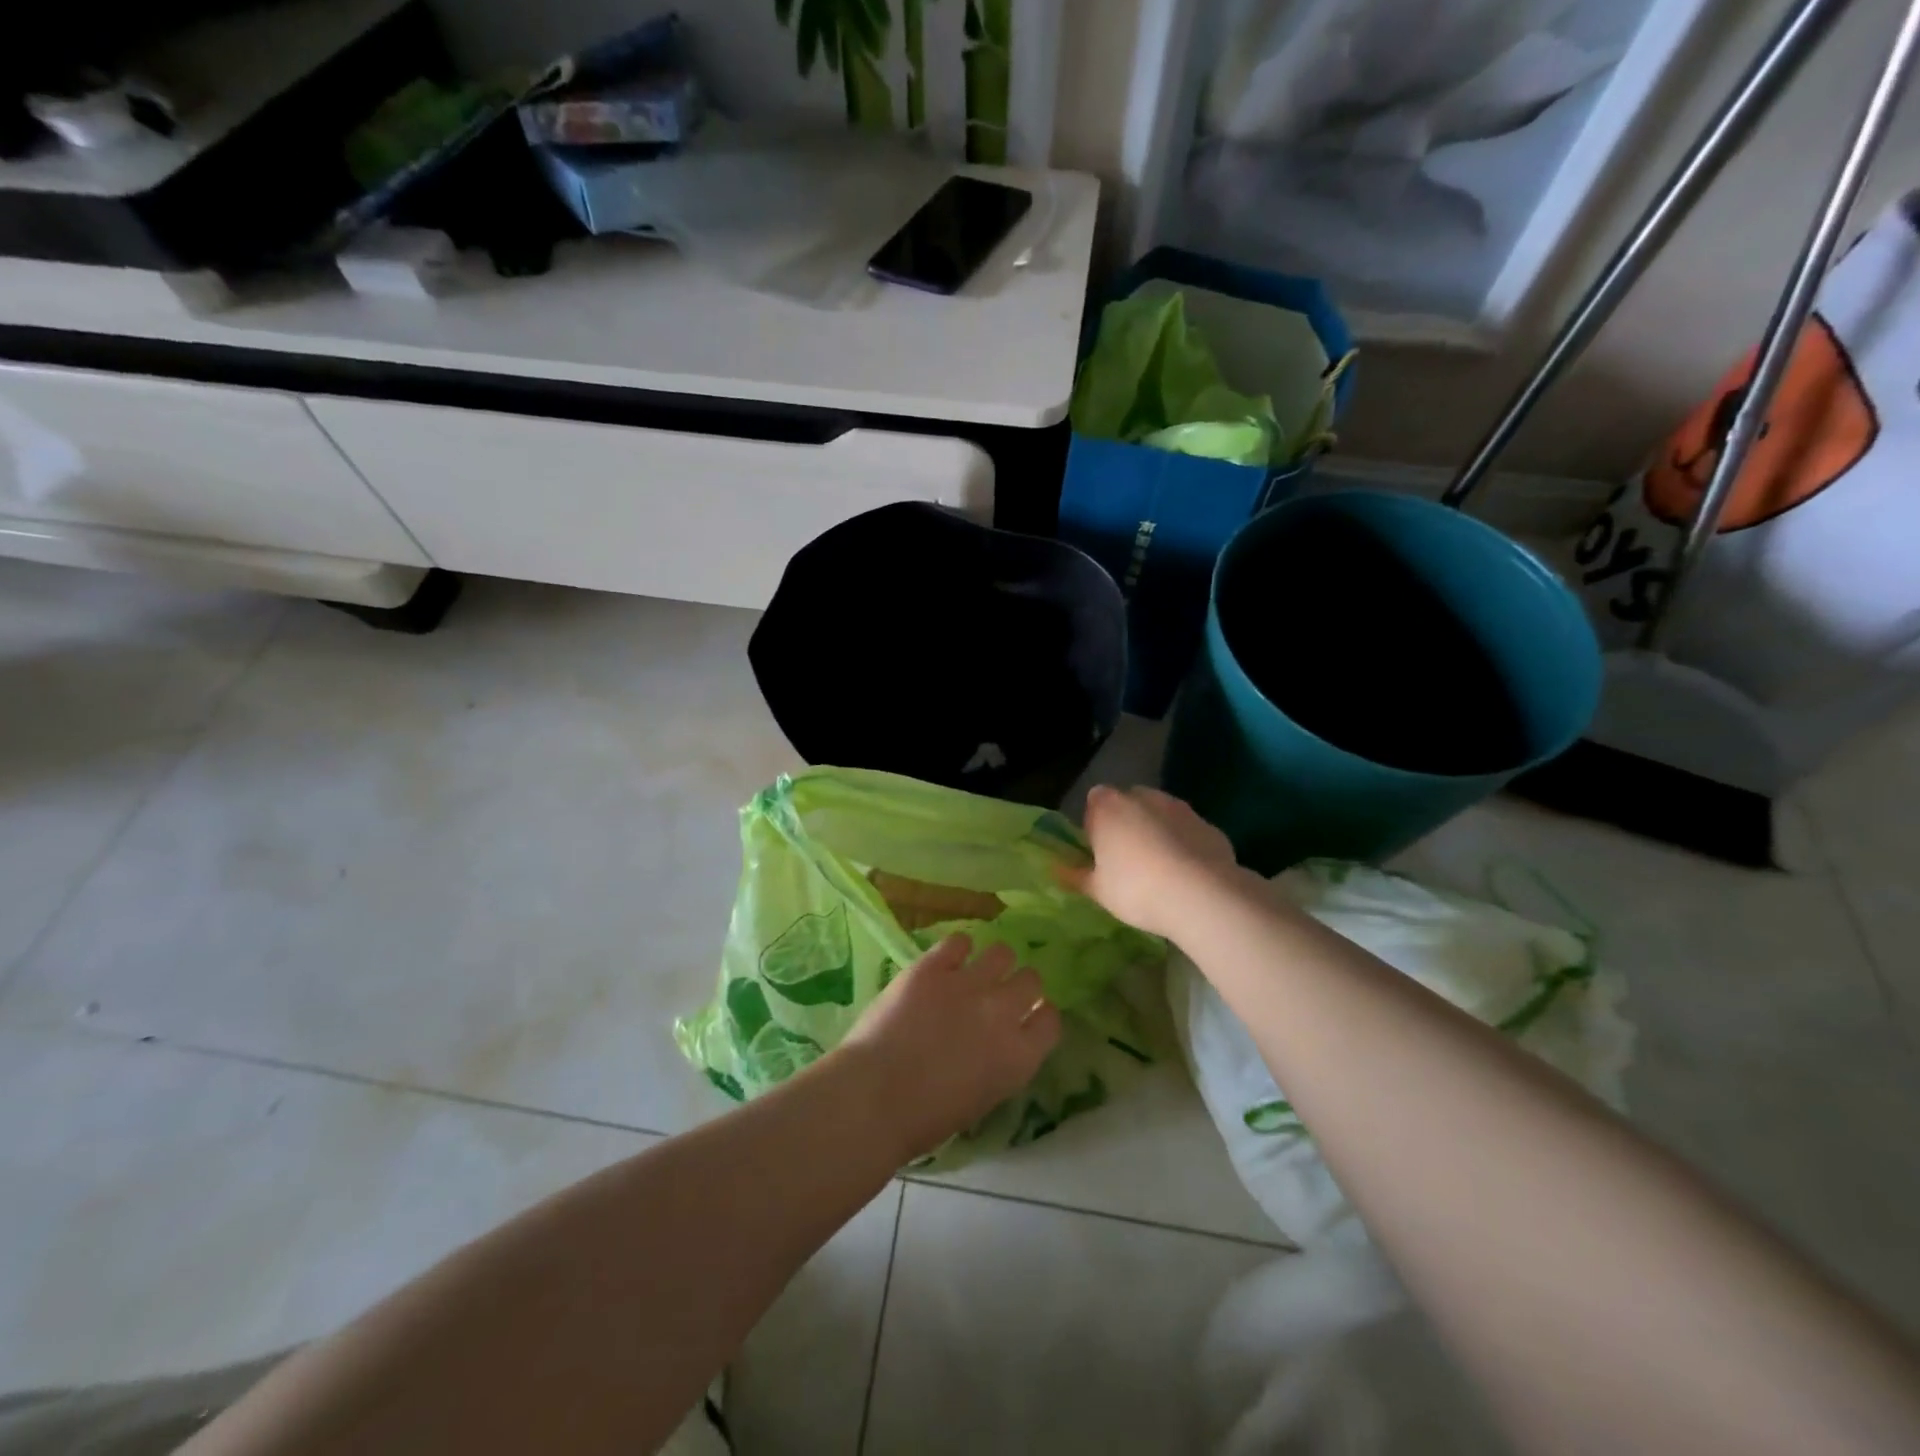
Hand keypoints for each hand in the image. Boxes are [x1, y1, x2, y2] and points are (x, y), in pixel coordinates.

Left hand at [840, 936, 1060, 1160]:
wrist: (874, 1097)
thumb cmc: (924, 1119)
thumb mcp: (981, 1100)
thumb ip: (999, 1065)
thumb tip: (994, 1045)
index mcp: (1019, 1057)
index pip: (1051, 1021)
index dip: (1040, 1015)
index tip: (1027, 1016)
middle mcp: (1002, 1013)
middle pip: (1031, 980)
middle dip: (1019, 985)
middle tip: (997, 994)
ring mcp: (968, 984)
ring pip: (1002, 952)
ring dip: (993, 962)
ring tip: (974, 971)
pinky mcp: (933, 967)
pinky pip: (958, 941)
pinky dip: (956, 949)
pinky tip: (946, 961)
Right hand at [1058, 784, 1242, 938]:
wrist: (1202, 896)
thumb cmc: (1136, 889)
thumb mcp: (1098, 890)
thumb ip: (1076, 876)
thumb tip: (1057, 870)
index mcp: (1108, 807)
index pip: (1094, 801)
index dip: (1095, 824)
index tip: (1099, 851)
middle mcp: (1143, 797)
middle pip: (1129, 803)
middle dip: (1127, 823)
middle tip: (1127, 860)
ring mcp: (1180, 808)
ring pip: (1161, 814)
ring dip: (1157, 831)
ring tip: (1160, 870)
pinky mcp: (1209, 825)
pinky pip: (1188, 831)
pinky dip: (1185, 845)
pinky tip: (1188, 875)